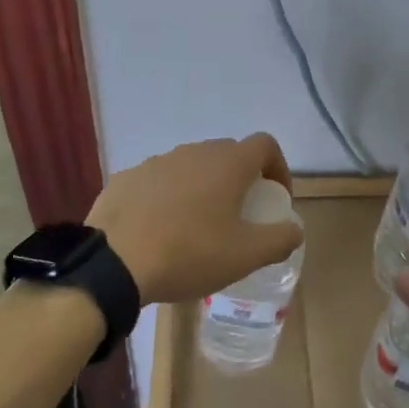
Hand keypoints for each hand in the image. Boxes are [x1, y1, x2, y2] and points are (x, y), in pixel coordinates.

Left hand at [92, 135, 297, 304]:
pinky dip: (168, 197)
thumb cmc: (190, 253)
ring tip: (197, 227)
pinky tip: (160, 230)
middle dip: (239, 180)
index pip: (265, 144)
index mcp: (228, 163)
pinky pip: (159, 181)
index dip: (278, 168)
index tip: (274, 199)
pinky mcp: (128, 177)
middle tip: (238, 216)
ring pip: (192, 167)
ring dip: (202, 188)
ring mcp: (158, 161)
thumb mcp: (246, 255)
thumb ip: (280, 239)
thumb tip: (295, 230)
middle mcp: (195, 151)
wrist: (114, 262)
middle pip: (228, 154)